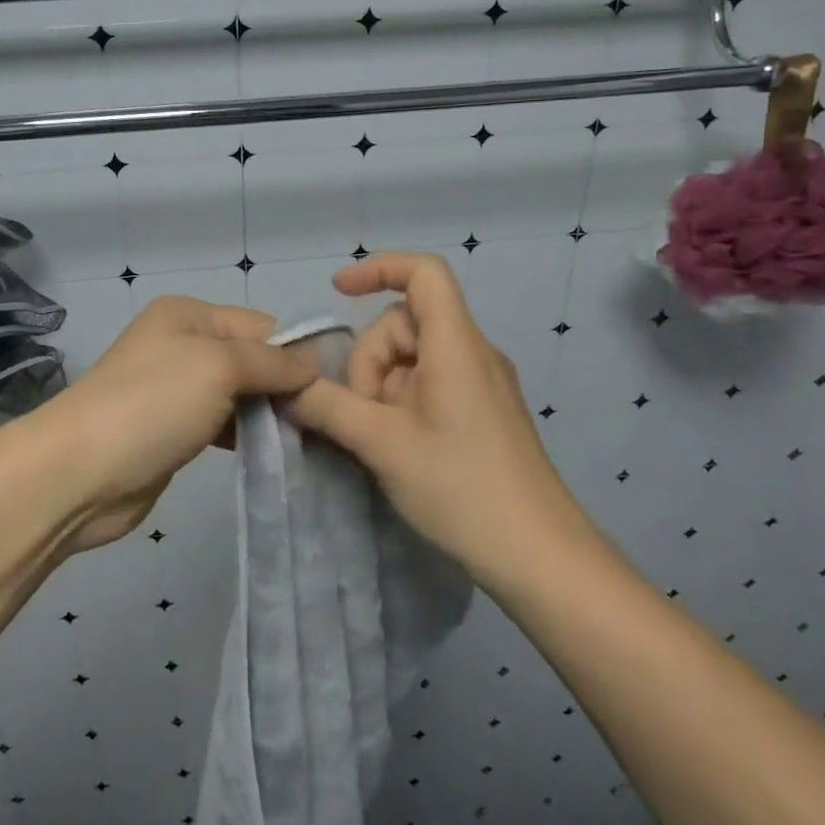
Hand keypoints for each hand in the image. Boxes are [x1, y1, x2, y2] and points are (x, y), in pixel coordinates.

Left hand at [49, 296, 316, 550]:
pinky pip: (223, 425)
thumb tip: (313, 365)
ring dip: (269, 414)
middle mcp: (182, 345)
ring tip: (309, 438)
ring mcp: (176, 390)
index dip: (295, 353)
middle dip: (285, 386)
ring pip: (239, 395)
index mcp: (188, 315)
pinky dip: (247, 435)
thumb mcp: (218, 366)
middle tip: (326, 419)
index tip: (334, 388)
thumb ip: (270, 362)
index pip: (260, 325)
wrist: (80, 473)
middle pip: (251, 360)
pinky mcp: (174, 430)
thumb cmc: (152, 404)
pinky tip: (275, 452)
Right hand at [287, 252, 593, 579]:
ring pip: (415, 357)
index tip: (338, 291)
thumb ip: (328, 407)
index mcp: (455, 344)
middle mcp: (473, 352)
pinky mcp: (483, 412)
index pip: (423, 273)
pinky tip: (396, 444)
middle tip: (363, 415)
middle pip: (406, 322)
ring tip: (381, 438)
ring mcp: (481, 383)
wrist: (538, 555)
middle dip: (371, 360)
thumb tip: (286, 386)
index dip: (379, 268)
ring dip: (384, 386)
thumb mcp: (382, 444)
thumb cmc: (461, 487)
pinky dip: (402, 401)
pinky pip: (432, 383)